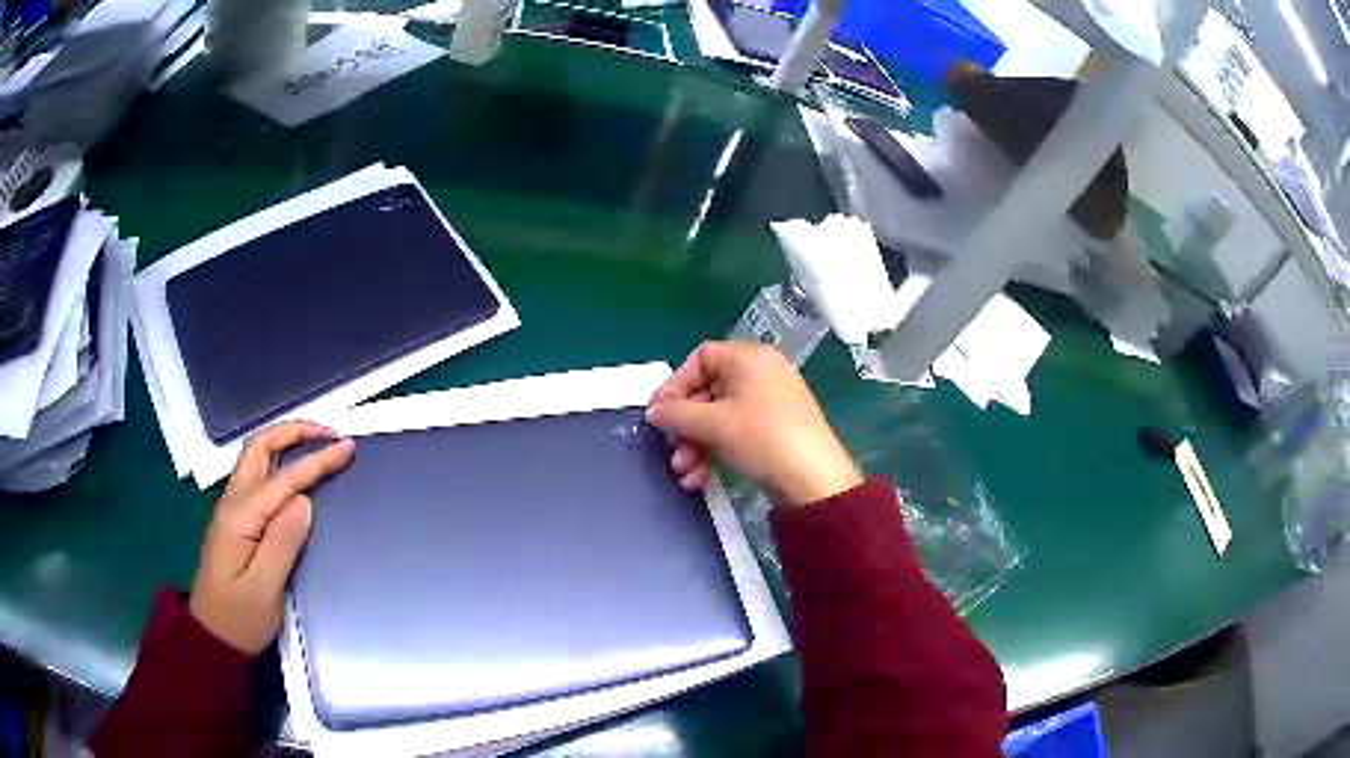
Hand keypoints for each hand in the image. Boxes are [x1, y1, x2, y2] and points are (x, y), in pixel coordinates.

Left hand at [189, 421, 354, 654]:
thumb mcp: (264, 589)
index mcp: (241, 517)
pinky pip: (258, 476)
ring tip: (317, 444)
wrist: (212, 636)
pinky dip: (280, 462)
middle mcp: (233, 503)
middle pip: (260, 448)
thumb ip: (281, 543)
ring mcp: (232, 510)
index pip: (283, 479)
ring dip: (286, 443)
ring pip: (256, 458)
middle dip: (294, 433)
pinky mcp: (236, 521)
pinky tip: (295, 474)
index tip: (347, 447)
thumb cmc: (240, 619)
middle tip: (329, 434)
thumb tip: (305, 502)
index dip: (317, 461)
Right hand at [646, 341, 861, 506]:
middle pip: (707, 391)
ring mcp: (769, 403)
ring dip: (696, 445)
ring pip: (719, 417)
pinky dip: (715, 452)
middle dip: (684, 425)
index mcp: (749, 358)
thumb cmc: (762, 438)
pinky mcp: (774, 431)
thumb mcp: (713, 424)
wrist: (813, 480)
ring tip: (684, 472)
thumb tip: (653, 412)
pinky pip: (735, 433)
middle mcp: (760, 374)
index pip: (700, 358)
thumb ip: (676, 414)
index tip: (658, 413)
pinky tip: (700, 480)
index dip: (675, 384)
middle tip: (671, 449)